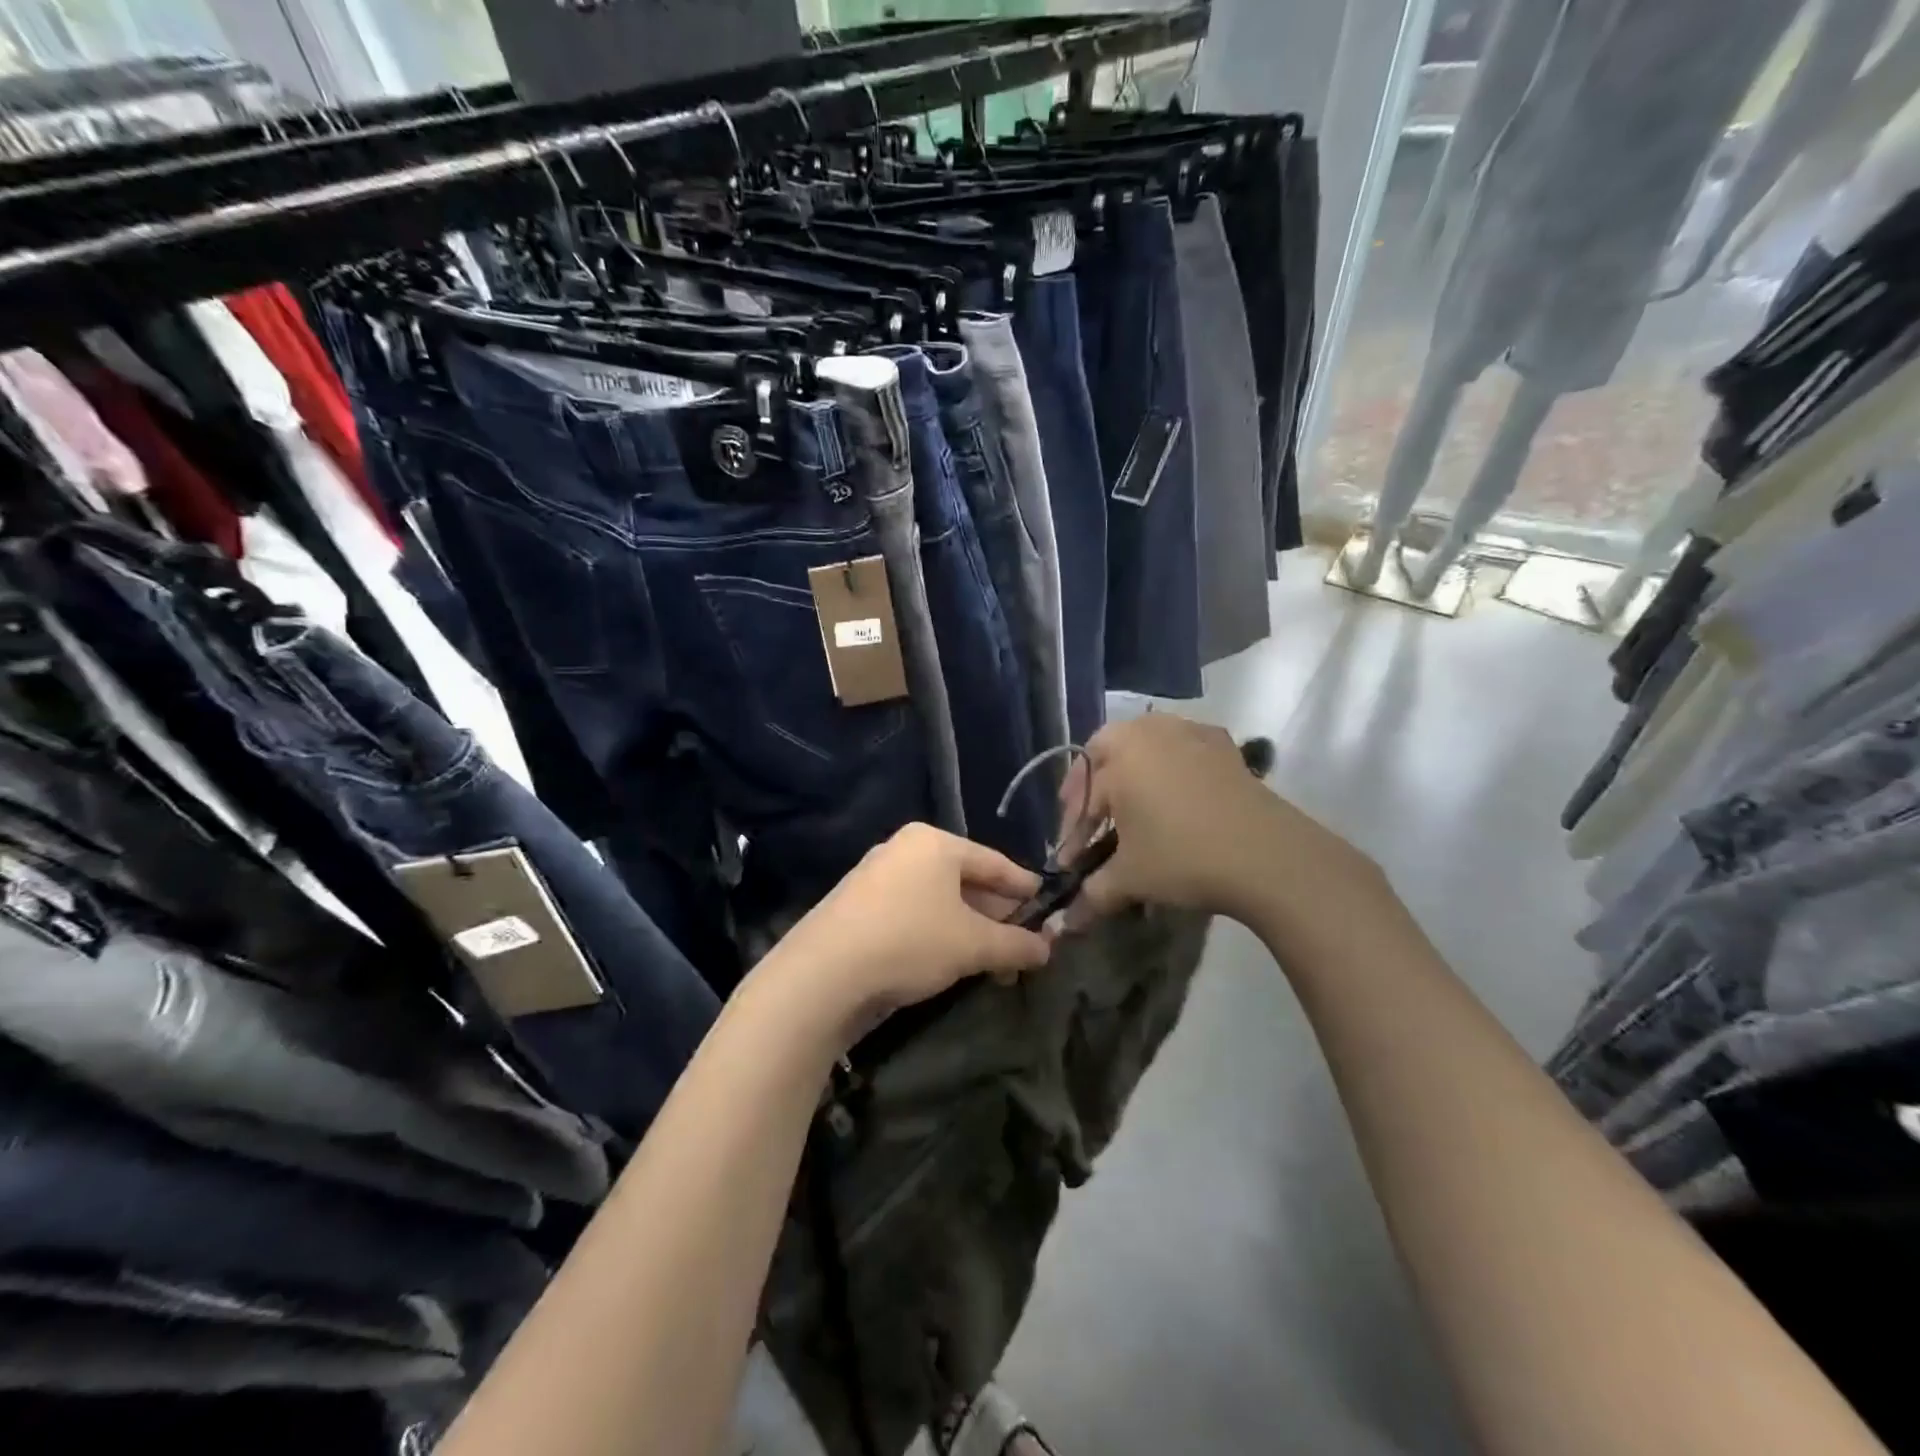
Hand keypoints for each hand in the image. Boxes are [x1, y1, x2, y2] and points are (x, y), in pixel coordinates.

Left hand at [760, 824, 1052, 1042]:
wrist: (822, 974)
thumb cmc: (909, 941)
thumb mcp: (972, 945)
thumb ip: (1015, 945)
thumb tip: (1047, 949)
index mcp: (934, 843)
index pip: (994, 862)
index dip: (1024, 887)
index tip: (1048, 906)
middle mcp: (903, 850)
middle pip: (965, 880)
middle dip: (996, 916)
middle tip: (1023, 944)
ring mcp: (876, 877)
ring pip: (938, 900)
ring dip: (968, 930)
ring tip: (992, 962)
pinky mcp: (857, 906)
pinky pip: (912, 913)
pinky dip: (937, 933)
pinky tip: (949, 962)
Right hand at [1060, 714, 1380, 925]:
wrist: (1269, 855)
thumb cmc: (1184, 858)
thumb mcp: (1131, 879)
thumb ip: (1092, 895)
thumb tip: (1067, 926)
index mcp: (1117, 756)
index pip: (1081, 797)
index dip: (1073, 833)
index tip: (1071, 863)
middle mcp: (1148, 732)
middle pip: (1105, 753)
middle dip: (1092, 787)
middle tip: (1092, 821)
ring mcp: (1189, 732)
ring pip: (1142, 743)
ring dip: (1129, 769)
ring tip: (1130, 805)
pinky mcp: (1222, 744)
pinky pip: (1180, 747)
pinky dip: (1167, 765)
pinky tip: (1173, 795)